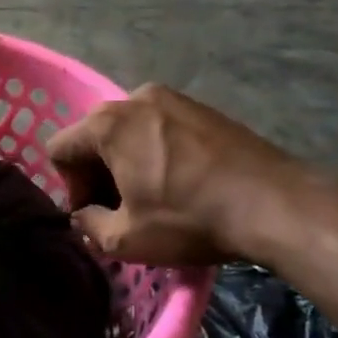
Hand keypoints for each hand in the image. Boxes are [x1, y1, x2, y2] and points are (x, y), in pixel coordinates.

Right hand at [47, 85, 305, 265]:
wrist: (277, 204)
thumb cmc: (189, 219)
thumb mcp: (125, 238)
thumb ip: (87, 224)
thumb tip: (84, 216)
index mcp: (108, 124)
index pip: (60, 149)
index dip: (70, 187)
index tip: (97, 214)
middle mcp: (135, 98)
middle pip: (94, 135)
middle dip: (97, 173)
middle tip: (121, 209)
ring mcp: (174, 99)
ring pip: (128, 131)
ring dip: (128, 162)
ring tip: (153, 196)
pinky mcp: (204, 108)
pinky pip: (160, 128)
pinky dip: (157, 153)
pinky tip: (181, 183)